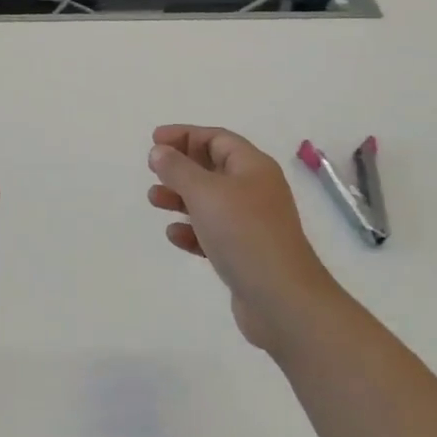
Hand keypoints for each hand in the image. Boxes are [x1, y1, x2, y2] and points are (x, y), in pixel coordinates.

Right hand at [148, 126, 343, 353]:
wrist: (283, 301)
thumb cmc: (244, 234)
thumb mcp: (205, 193)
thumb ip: (178, 169)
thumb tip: (159, 151)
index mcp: (252, 167)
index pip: (216, 138)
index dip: (185, 135)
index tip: (154, 140)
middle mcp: (255, 190)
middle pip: (213, 167)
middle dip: (181, 167)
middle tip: (153, 171)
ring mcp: (252, 224)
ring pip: (210, 201)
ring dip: (181, 197)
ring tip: (154, 200)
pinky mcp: (245, 254)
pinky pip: (213, 233)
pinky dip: (192, 230)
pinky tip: (174, 235)